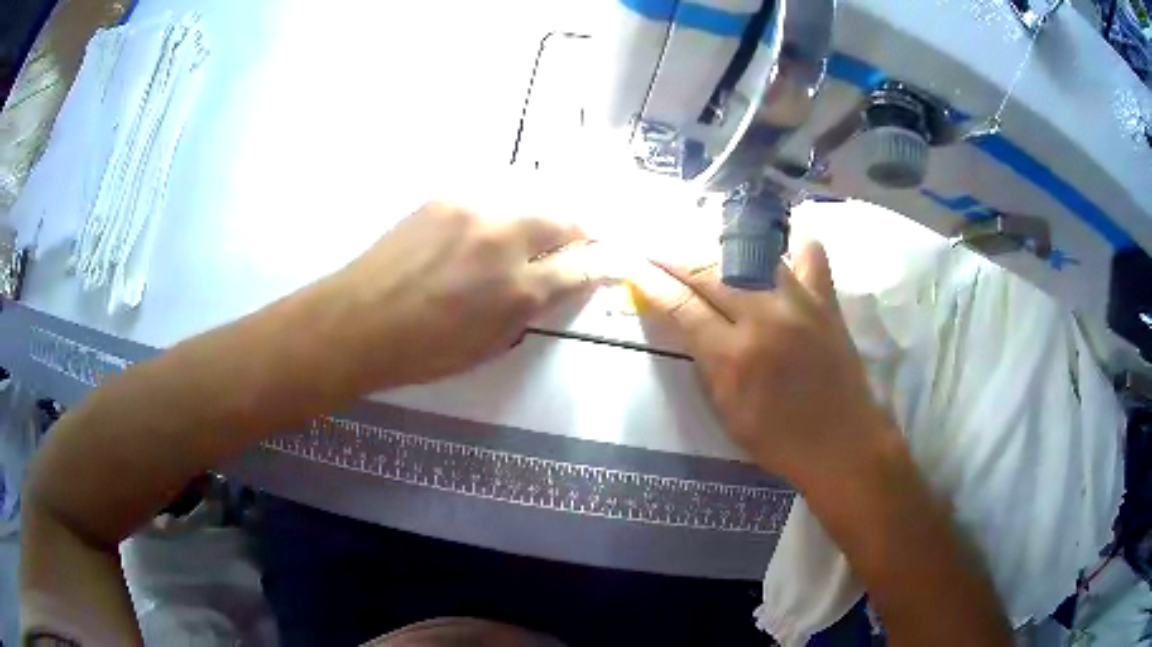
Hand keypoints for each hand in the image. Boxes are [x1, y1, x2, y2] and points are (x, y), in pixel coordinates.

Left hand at [327, 201, 604, 387]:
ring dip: (540, 218)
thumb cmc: (422, 350)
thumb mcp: (489, 345)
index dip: (599, 266)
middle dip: (580, 230)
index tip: (607, 263)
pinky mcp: (445, 198)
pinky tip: (487, 229)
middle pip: (563, 219)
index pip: (578, 269)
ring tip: (533, 235)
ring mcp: (472, 210)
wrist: (357, 320)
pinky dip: (501, 214)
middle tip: (581, 241)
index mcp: (516, 289)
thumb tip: (555, 286)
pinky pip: (490, 199)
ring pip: (527, 202)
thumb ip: (530, 310)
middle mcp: (502, 239)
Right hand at [631, 241, 898, 486]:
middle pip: (708, 268)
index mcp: (733, 358)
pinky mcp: (826, 300)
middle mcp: (765, 319)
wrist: (843, 443)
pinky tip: (774, 246)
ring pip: (750, 252)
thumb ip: (703, 360)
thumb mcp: (726, 411)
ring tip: (700, 242)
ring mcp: (800, 302)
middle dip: (673, 253)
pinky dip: (791, 244)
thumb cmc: (779, 440)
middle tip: (655, 246)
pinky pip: (809, 253)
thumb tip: (681, 319)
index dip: (650, 280)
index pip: (680, 304)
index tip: (630, 263)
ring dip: (718, 244)